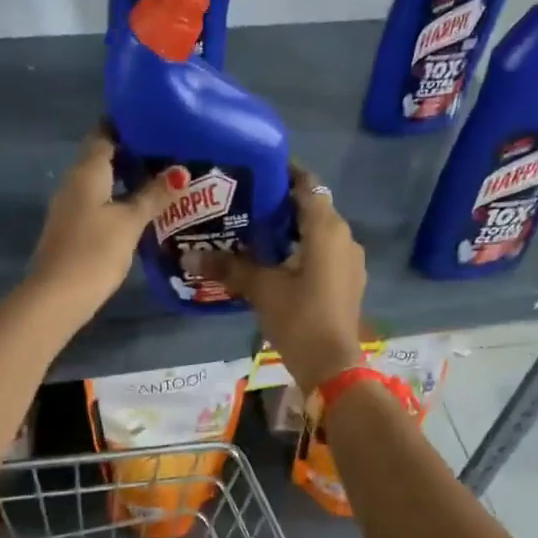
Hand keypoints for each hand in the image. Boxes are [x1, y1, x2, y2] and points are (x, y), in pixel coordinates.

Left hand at [27, 128, 170, 316]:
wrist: (58, 295)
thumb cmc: (95, 251)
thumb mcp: (130, 221)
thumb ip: (153, 195)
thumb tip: (180, 171)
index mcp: (87, 170)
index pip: (104, 133)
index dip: (128, 125)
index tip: (156, 122)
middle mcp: (75, 181)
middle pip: (103, 157)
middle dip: (133, 152)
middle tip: (169, 153)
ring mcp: (71, 206)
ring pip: (102, 182)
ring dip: (128, 179)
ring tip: (163, 180)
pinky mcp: (73, 228)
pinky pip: (98, 202)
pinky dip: (119, 199)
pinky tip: (142, 210)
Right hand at [203, 167, 366, 392]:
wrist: (332, 365)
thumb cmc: (299, 317)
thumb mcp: (261, 289)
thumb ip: (228, 267)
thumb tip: (188, 254)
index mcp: (326, 228)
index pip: (307, 184)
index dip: (284, 173)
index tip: (256, 172)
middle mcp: (344, 237)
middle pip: (312, 207)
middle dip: (282, 204)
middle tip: (245, 204)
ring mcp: (349, 261)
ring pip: (318, 233)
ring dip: (292, 230)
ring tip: (256, 233)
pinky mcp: (347, 282)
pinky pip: (324, 253)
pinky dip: (302, 250)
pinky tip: (276, 263)